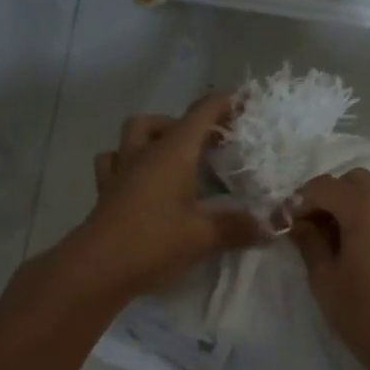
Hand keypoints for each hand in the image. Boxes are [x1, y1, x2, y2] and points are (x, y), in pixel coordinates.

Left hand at [59, 93, 268, 300]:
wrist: (95, 269)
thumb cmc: (153, 242)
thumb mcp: (204, 237)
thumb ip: (240, 228)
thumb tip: (274, 225)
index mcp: (171, 154)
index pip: (200, 115)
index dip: (223, 104)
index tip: (245, 100)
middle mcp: (143, 154)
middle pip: (159, 122)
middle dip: (185, 124)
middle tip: (208, 144)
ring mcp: (119, 173)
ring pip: (130, 138)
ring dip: (151, 138)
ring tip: (171, 158)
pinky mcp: (105, 195)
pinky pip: (114, 165)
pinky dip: (128, 165)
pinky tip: (141, 183)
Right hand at [291, 169, 369, 369]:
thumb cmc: (365, 313)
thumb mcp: (325, 279)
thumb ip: (310, 243)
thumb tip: (300, 224)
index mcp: (363, 208)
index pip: (323, 186)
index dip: (299, 202)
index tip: (285, 226)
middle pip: (352, 180)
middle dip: (327, 196)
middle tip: (310, 228)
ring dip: (348, 206)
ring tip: (331, 240)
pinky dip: (366, 217)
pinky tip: (354, 249)